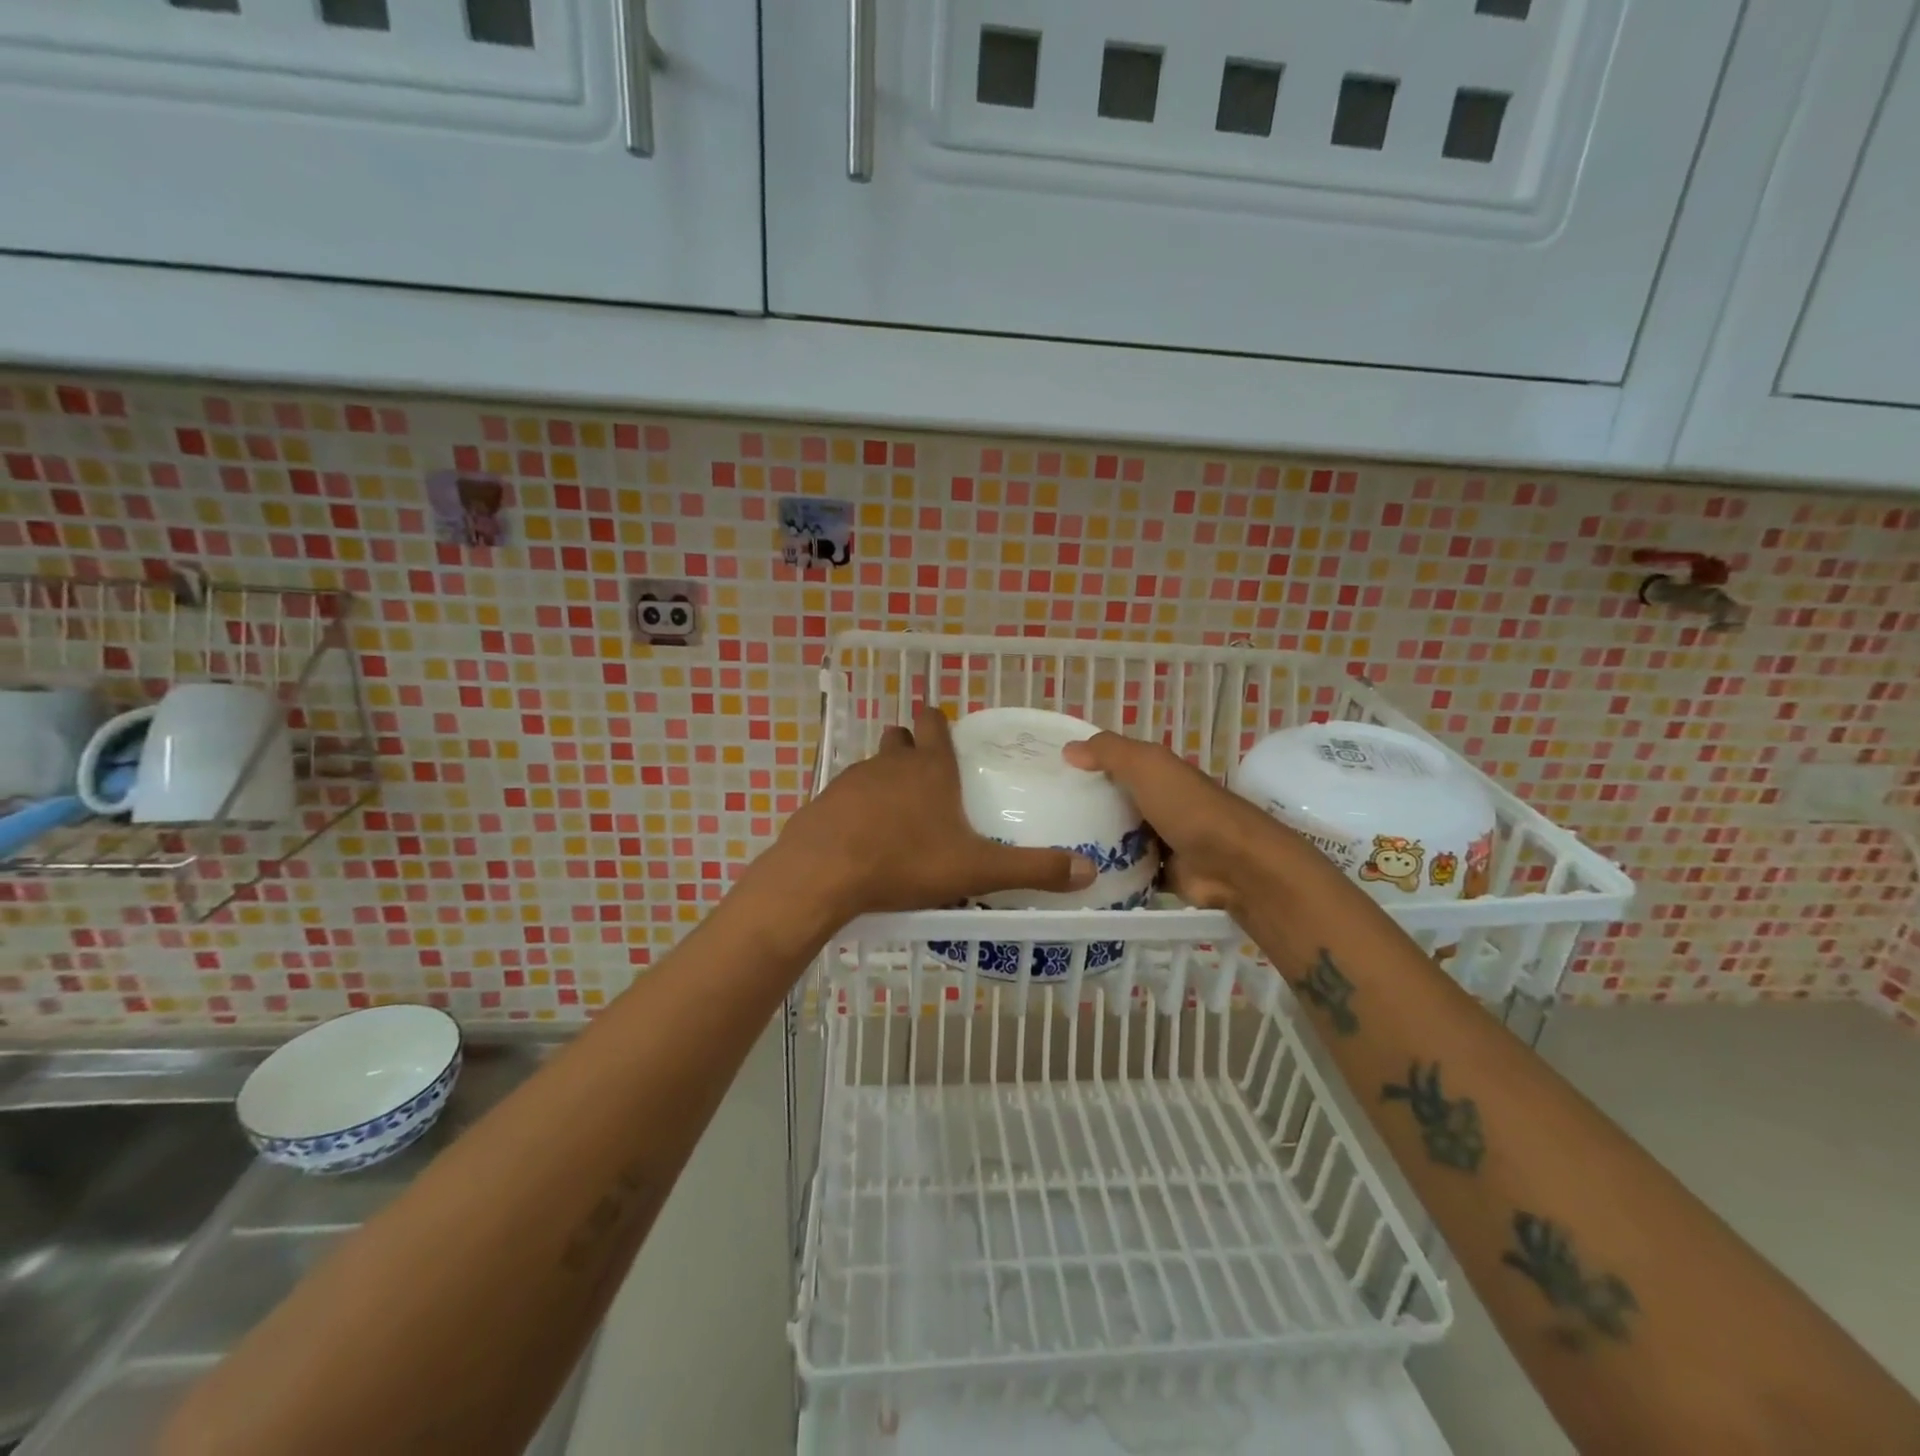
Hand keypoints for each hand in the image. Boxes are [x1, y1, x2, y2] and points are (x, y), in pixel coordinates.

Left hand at [773, 706, 1097, 920]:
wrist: (823, 873)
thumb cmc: (905, 861)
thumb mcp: (977, 869)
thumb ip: (1032, 869)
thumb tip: (1089, 871)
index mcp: (931, 769)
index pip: (935, 725)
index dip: (937, 720)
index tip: (938, 720)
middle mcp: (891, 764)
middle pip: (900, 739)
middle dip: (910, 744)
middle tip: (923, 765)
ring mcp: (852, 780)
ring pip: (872, 766)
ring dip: (885, 777)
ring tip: (897, 808)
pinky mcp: (825, 802)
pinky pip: (846, 795)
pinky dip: (857, 806)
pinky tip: (862, 834)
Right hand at [1061, 732, 1290, 914]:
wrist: (1233, 864)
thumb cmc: (1187, 807)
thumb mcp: (1146, 765)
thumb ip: (1109, 752)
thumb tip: (1068, 748)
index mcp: (1158, 774)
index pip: (1114, 765)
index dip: (1084, 766)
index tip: (1046, 777)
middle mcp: (1160, 804)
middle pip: (1114, 803)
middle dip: (1083, 809)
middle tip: (1040, 819)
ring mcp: (1163, 841)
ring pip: (1119, 840)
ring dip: (1094, 845)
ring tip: (1051, 851)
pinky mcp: (1164, 875)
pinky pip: (1129, 873)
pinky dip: (1111, 875)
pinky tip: (1078, 878)